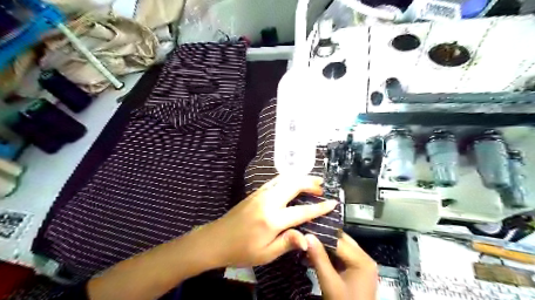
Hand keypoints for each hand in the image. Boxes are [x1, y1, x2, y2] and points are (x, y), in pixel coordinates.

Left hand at [203, 176, 334, 267]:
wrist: (216, 240)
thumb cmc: (241, 251)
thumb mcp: (265, 254)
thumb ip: (287, 243)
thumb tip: (308, 239)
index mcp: (272, 219)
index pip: (302, 210)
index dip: (319, 207)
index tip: (333, 202)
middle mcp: (268, 201)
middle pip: (294, 185)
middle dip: (311, 183)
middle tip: (323, 187)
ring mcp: (261, 194)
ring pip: (285, 178)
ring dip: (300, 178)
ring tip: (312, 181)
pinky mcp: (256, 192)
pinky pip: (276, 180)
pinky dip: (289, 178)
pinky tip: (293, 183)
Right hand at [308, 231, 377, 298]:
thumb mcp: (330, 283)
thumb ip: (319, 259)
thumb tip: (307, 236)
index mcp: (362, 260)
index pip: (338, 240)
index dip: (320, 235)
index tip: (304, 230)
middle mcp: (364, 258)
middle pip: (341, 241)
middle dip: (322, 238)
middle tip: (304, 235)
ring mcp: (361, 264)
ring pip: (340, 248)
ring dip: (324, 247)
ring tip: (306, 244)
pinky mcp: (357, 271)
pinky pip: (341, 257)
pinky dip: (328, 256)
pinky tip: (314, 255)